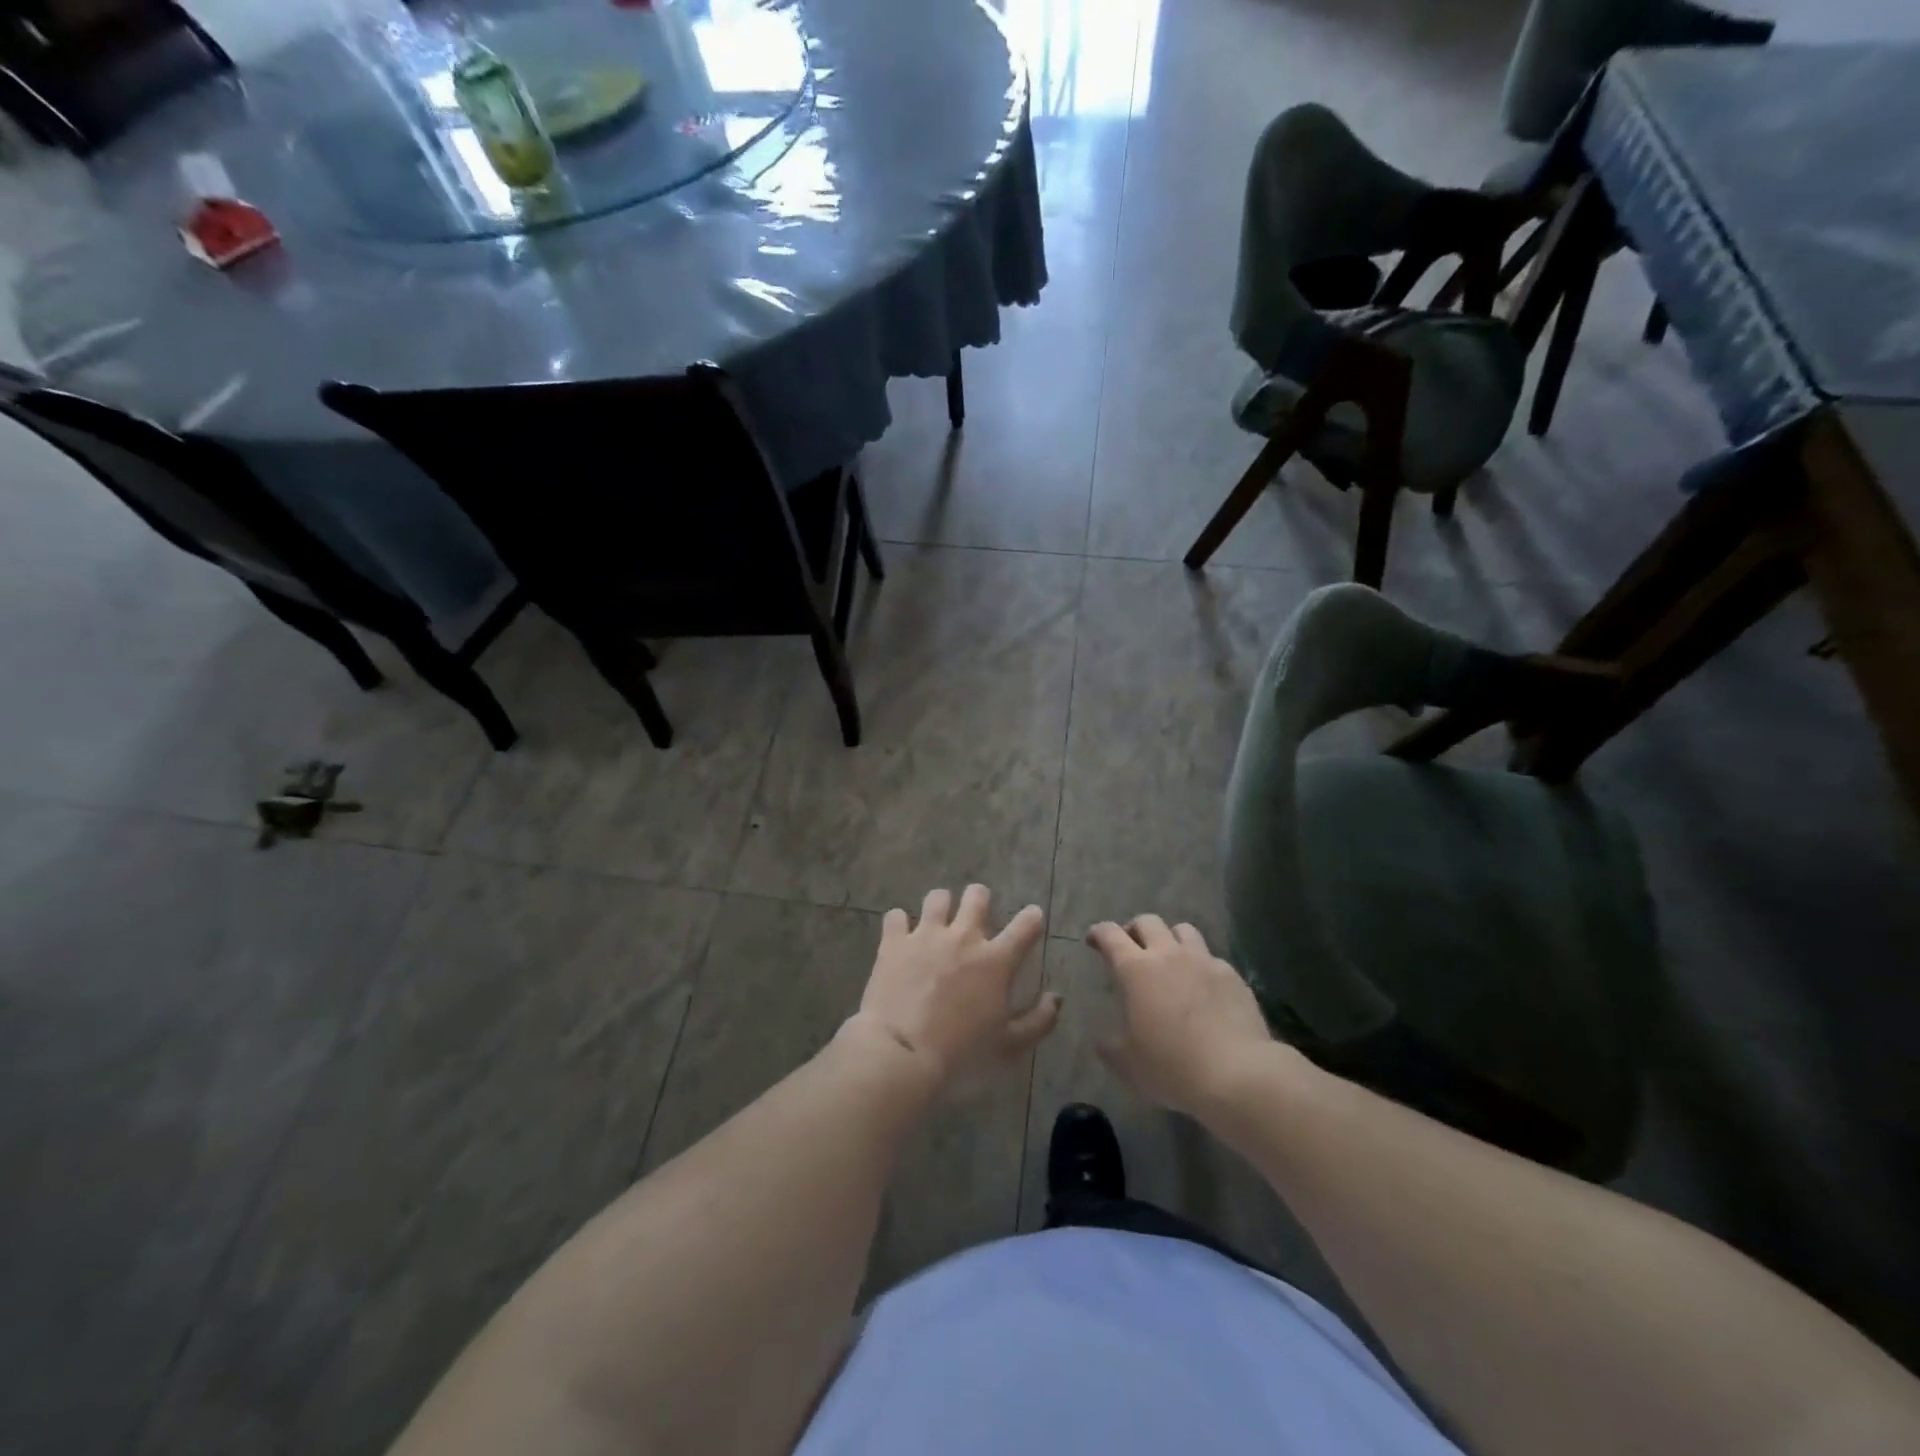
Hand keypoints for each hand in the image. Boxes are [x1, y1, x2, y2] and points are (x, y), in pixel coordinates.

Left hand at [843, 885, 1057, 1097]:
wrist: (901, 1054)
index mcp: (996, 960)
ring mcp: (926, 935)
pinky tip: (901, 937)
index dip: (1033, 917)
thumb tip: (1055, 998)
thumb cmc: (961, 1054)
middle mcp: (963, 937)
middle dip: (980, 900)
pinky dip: (900, 924)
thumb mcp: (1009, 1046)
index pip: (1027, 924)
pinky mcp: (894, 942)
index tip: (1032, 920)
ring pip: (938, 897)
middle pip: (977, 895)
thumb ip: (1038, 1021)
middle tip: (976, 919)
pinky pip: (896, 916)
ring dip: (941, 907)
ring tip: (937, 923)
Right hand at [1087, 916, 1275, 1117]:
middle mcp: (1168, 955)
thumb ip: (1110, 1046)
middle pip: (1147, 921)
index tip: (1094, 940)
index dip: (1099, 933)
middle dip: (1134, 929)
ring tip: (1170, 958)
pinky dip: (1201, 965)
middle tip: (1131, 948)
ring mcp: (1204, 961)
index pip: (1110, 934)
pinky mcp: (1232, 975)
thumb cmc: (1173, 1067)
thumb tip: (1102, 1039)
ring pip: (1183, 930)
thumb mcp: (1128, 1064)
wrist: (1238, 1074)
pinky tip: (1203, 987)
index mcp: (1136, 970)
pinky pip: (1211, 957)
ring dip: (1170, 939)